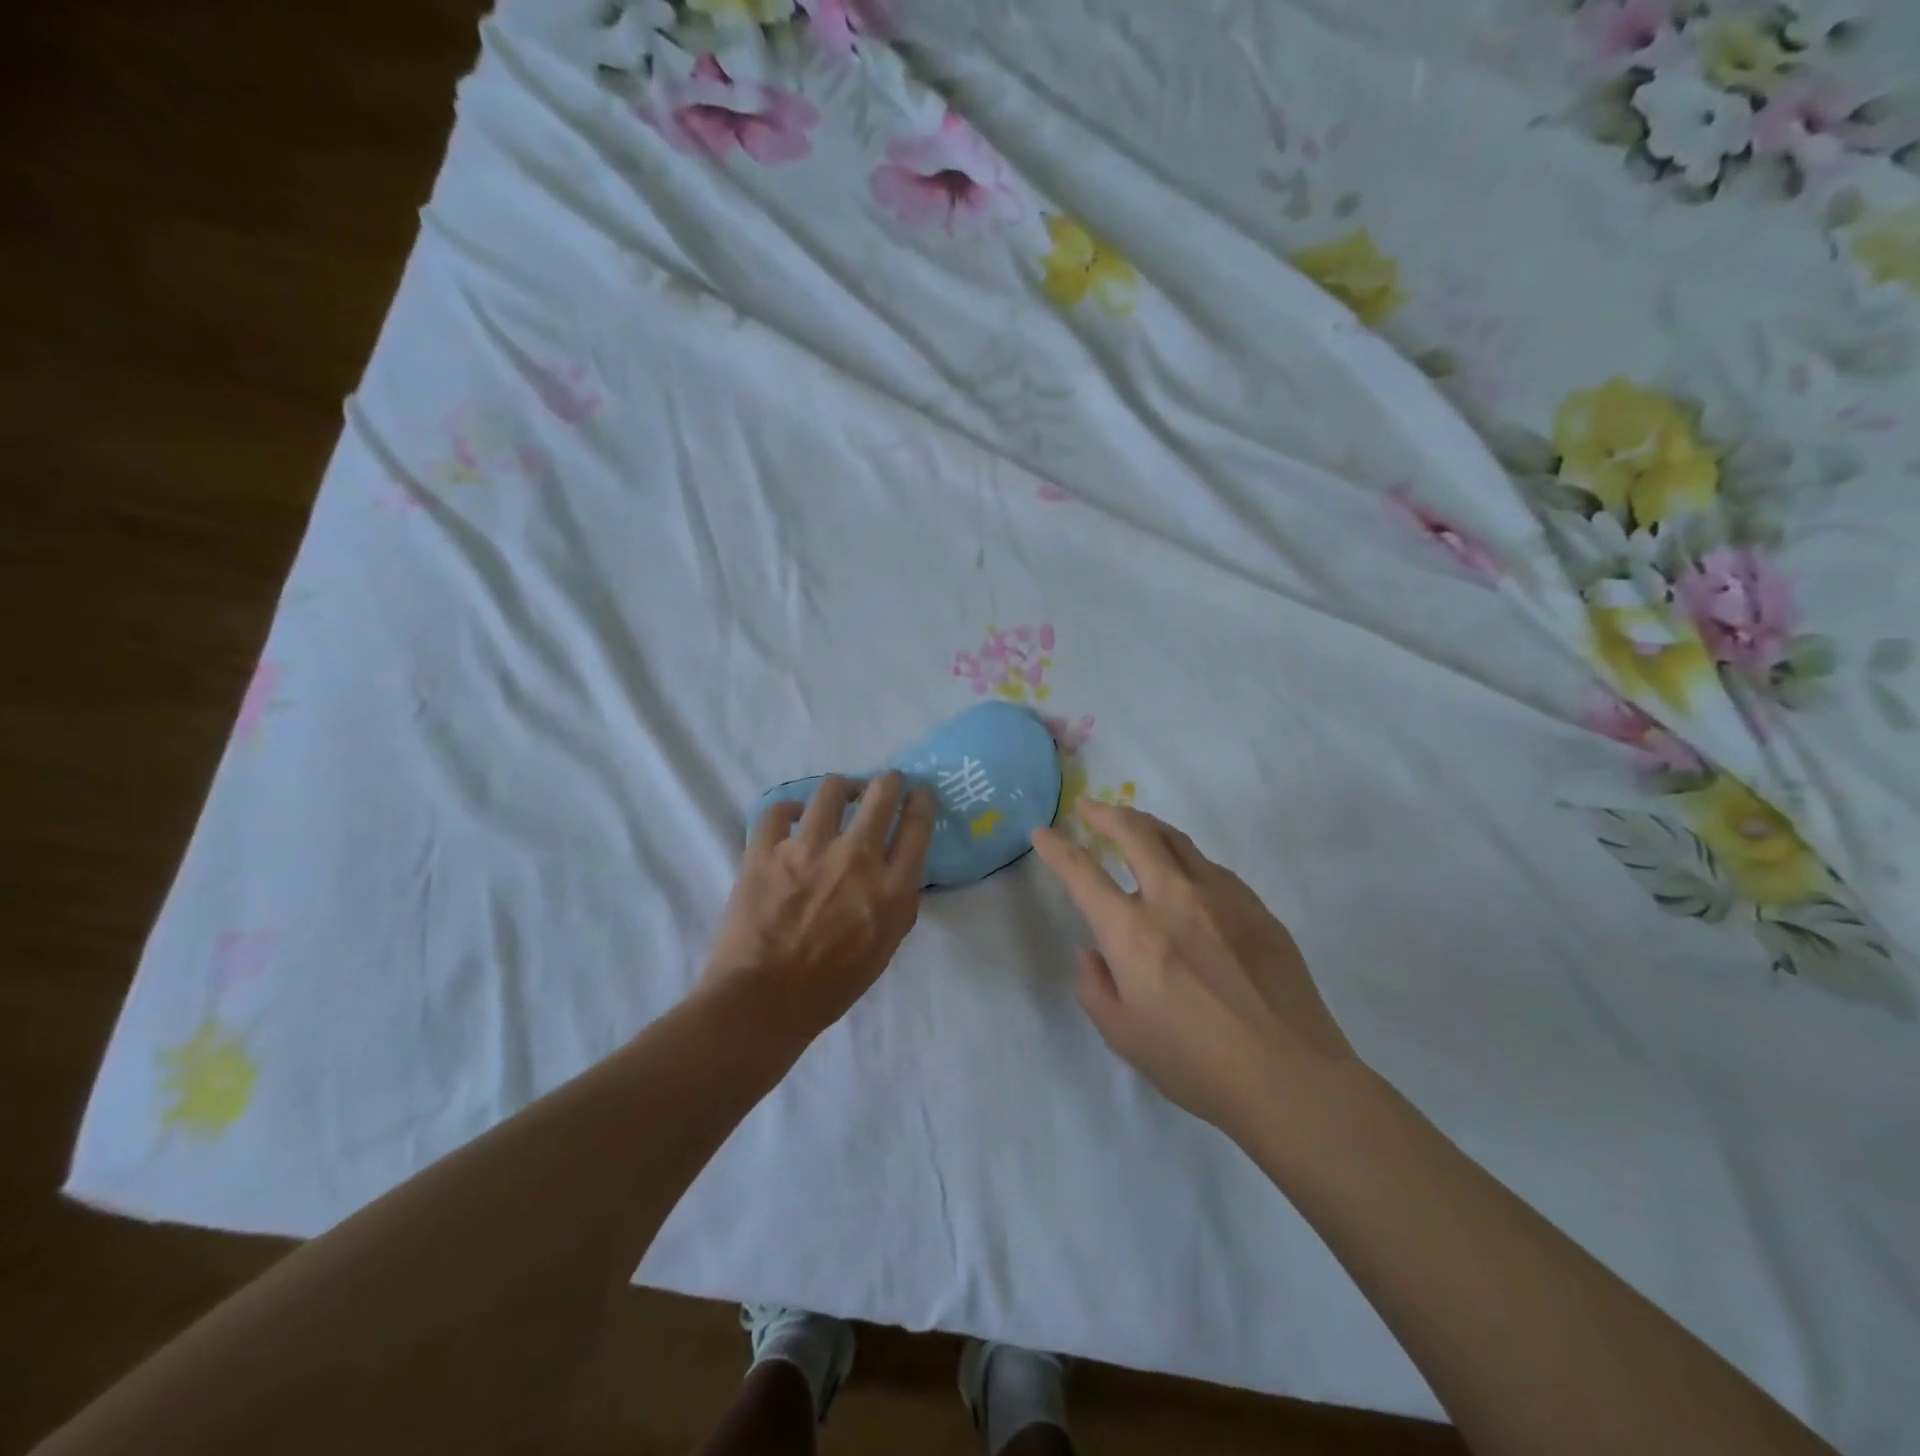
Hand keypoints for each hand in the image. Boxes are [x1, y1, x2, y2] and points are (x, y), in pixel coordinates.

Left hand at [701, 773, 934, 1036]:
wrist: (764, 1000)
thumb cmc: (832, 985)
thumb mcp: (886, 946)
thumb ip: (897, 901)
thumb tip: (897, 869)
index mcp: (892, 887)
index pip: (918, 825)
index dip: (921, 802)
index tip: (919, 794)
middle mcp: (856, 857)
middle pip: (882, 794)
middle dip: (887, 782)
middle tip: (884, 783)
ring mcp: (808, 849)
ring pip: (831, 790)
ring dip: (841, 789)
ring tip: (839, 795)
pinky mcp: (766, 850)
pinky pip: (777, 811)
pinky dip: (787, 811)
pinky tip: (791, 817)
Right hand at [1032, 802, 1357, 1139]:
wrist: (1291, 1077)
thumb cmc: (1197, 1064)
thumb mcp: (1123, 1037)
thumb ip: (1095, 987)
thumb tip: (1093, 953)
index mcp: (1132, 932)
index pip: (1083, 872)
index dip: (1057, 848)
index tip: (1043, 833)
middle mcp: (1174, 898)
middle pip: (1134, 832)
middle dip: (1104, 812)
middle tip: (1089, 807)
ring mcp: (1221, 896)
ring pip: (1177, 840)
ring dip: (1146, 826)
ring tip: (1134, 826)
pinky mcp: (1256, 907)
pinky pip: (1211, 868)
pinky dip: (1186, 859)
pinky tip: (1187, 875)